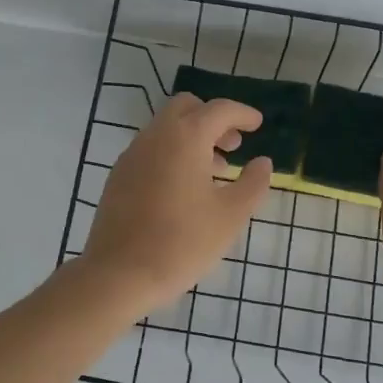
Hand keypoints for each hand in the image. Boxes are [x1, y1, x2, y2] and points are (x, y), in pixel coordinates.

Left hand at [81, 93, 273, 315]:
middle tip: (234, 145)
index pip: (219, 110)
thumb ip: (253, 183)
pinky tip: (183, 189)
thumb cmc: (182, 242)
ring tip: (215, 171)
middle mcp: (155, 136)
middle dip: (213, 119)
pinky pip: (150, 150)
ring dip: (192, 138)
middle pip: (186, 108)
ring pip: (166, 129)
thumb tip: (263, 163)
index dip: (242, 114)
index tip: (258, 124)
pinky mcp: (118, 176)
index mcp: (185, 138)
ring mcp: (131, 155)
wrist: (119, 273)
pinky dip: (172, 154)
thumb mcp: (230, 216)